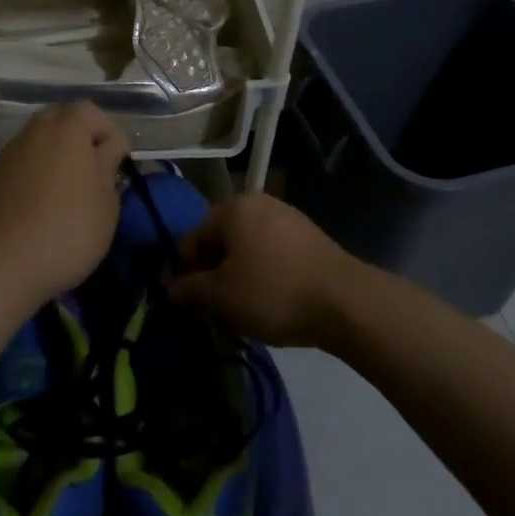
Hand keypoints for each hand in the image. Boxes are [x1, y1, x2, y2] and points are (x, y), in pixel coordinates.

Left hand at [0, 102, 129, 305]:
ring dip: (51, 159)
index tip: (116, 163)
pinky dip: (29, 179)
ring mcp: (5, 155)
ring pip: (35, 144)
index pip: (91, 111)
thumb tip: (108, 146)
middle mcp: (33, 132)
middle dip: (77, 139)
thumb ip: (108, 165)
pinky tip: (34, 211)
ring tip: (63, 195)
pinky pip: (16, 169)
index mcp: (66, 129)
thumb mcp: (106, 202)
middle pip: (59, 120)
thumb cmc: (67, 231)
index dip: (107, 132)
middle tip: (90, 173)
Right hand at [166, 193, 361, 346]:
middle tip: (211, 309)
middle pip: (222, 241)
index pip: (193, 238)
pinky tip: (269, 303)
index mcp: (233, 208)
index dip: (181, 270)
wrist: (345, 302)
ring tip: (240, 312)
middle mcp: (259, 203)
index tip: (180, 301)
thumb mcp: (221, 296)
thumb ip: (189, 289)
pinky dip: (263, 275)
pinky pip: (272, 255)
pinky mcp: (310, 238)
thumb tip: (169, 287)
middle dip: (212, 275)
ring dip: (237, 277)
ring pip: (248, 250)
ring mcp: (288, 218)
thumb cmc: (273, 292)